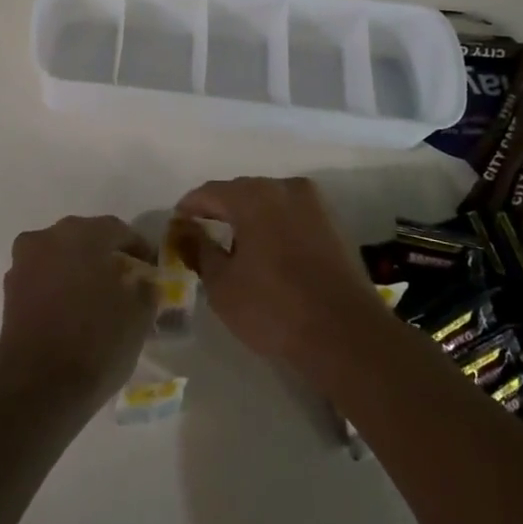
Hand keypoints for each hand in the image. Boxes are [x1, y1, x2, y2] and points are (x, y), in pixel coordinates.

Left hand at [0, 216, 157, 419]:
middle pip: (83, 237)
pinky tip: (74, 308)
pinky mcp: (9, 292)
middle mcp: (47, 239)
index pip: (116, 229)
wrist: (38, 391)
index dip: (137, 246)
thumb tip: (142, 281)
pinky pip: (42, 277)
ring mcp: (23, 264)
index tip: (151, 265)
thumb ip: (145, 289)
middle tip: (126, 275)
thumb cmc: (96, 344)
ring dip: (79, 267)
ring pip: (59, 255)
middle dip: (105, 253)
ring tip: (99, 293)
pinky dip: (59, 285)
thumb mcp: (138, 316)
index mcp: (81, 235)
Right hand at [173, 177, 386, 379]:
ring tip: (233, 247)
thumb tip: (184, 231)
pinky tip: (266, 253)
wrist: (346, 335)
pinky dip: (274, 228)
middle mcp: (285, 188)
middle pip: (241, 192)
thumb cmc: (273, 308)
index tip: (176, 226)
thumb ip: (199, 250)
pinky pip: (292, 217)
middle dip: (220, 211)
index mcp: (254, 195)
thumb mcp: (222, 284)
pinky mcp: (334, 224)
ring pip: (269, 203)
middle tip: (201, 235)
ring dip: (249, 219)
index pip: (210, 192)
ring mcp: (315, 204)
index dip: (189, 208)